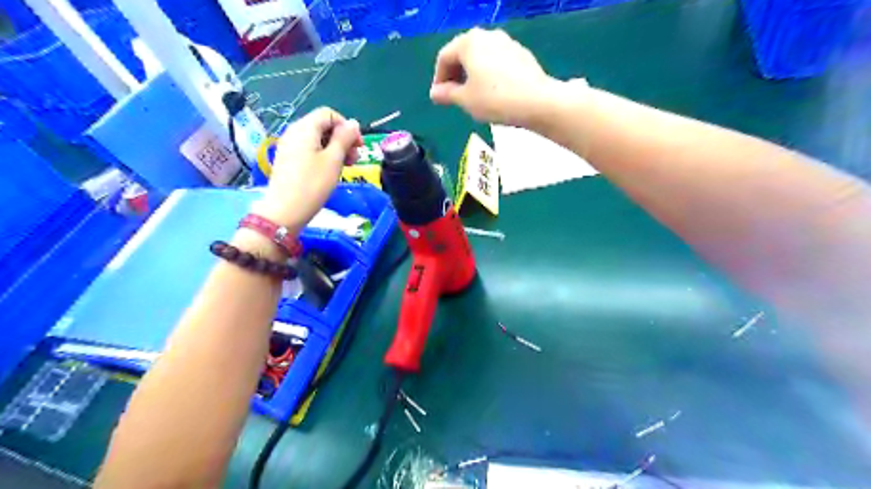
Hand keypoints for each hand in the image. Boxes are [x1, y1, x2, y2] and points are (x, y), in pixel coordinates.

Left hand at [254, 104, 362, 230]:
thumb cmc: (313, 184)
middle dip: (342, 139)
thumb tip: (353, 123)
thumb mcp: (334, 160)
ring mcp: (290, 147)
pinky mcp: (289, 161)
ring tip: (345, 168)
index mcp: (305, 128)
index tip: (359, 146)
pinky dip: (324, 156)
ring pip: (318, 139)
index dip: (347, 127)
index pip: (329, 114)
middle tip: (354, 160)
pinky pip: (309, 150)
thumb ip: (344, 138)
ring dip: (335, 149)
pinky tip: (330, 172)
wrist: (285, 211)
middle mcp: (294, 132)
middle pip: (323, 126)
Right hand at [431, 26, 556, 128]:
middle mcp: (487, 36)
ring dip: (472, 74)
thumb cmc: (494, 100)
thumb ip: (447, 94)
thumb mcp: (465, 100)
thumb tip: (435, 93)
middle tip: (453, 95)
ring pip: (481, 57)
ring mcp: (506, 42)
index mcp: (469, 43)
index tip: (439, 97)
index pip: (444, 57)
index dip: (438, 78)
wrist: (536, 101)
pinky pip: (496, 61)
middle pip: (463, 53)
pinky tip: (492, 92)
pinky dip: (488, 73)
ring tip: (473, 95)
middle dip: (455, 74)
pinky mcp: (521, 53)